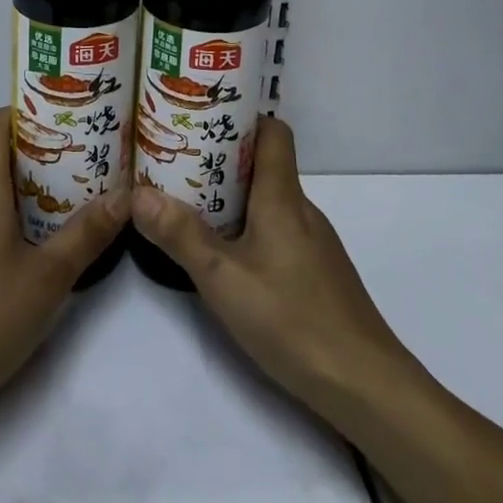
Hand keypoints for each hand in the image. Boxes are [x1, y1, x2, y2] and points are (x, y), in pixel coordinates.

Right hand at [131, 115, 410, 423]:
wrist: (365, 385)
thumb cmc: (292, 319)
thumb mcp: (224, 278)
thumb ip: (181, 235)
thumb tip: (138, 193)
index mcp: (283, 197)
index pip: (273, 132)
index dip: (243, 117)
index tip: (203, 117)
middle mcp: (302, 210)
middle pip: (265, 165)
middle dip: (222, 159)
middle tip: (178, 162)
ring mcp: (314, 243)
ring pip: (270, 201)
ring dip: (233, 197)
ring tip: (191, 204)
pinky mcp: (317, 273)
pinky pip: (278, 230)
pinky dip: (250, 228)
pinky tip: (227, 255)